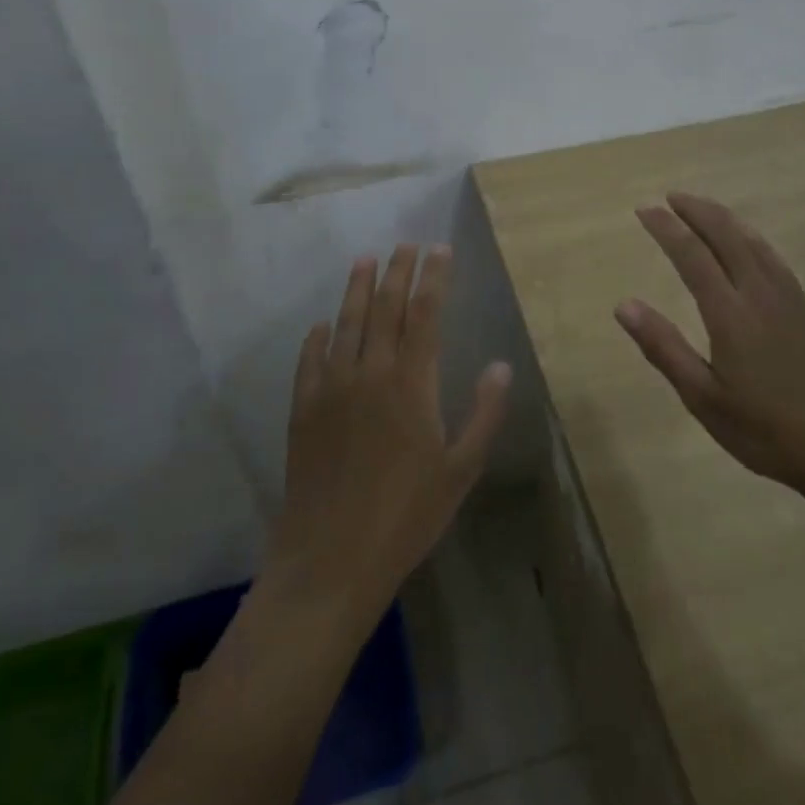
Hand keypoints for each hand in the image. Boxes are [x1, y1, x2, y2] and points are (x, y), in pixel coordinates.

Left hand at [267, 244, 512, 622]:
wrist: (330, 559)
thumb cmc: (406, 517)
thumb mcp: (460, 470)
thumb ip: (483, 414)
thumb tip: (501, 365)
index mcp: (411, 384)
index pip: (424, 314)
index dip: (433, 277)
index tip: (439, 249)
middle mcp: (370, 373)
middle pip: (385, 308)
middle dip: (398, 272)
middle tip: (406, 245)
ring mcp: (331, 389)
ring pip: (346, 324)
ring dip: (357, 289)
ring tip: (365, 260)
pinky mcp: (303, 410)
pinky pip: (309, 361)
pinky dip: (317, 337)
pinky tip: (321, 326)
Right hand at [615, 193, 804, 495]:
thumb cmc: (765, 430)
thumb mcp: (703, 398)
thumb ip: (664, 348)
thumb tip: (624, 305)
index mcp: (730, 313)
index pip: (692, 255)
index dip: (667, 228)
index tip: (644, 209)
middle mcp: (759, 293)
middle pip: (726, 236)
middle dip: (696, 211)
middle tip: (670, 197)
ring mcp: (788, 298)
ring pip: (753, 241)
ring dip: (724, 218)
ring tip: (702, 208)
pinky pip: (773, 256)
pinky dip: (751, 237)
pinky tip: (747, 242)